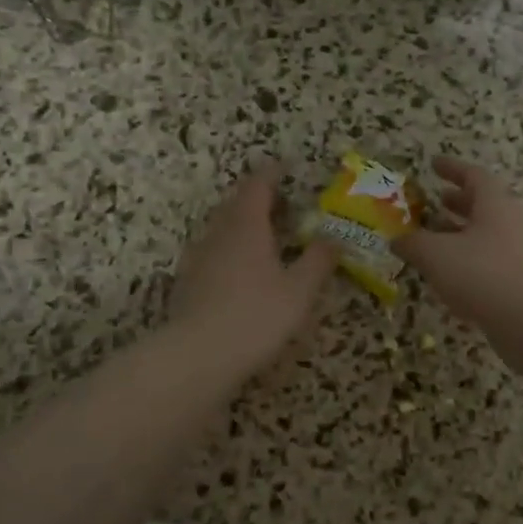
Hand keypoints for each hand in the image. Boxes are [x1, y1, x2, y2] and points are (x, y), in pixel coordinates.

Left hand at [170, 164, 340, 378]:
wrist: (198, 356)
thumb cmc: (256, 316)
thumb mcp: (299, 290)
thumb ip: (318, 260)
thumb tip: (335, 237)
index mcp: (247, 226)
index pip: (258, 186)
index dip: (273, 173)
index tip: (287, 167)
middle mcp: (218, 234)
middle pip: (236, 204)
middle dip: (258, 198)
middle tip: (282, 204)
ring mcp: (198, 258)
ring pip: (221, 229)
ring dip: (242, 224)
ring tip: (265, 236)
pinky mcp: (187, 283)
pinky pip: (212, 253)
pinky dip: (230, 250)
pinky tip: (241, 271)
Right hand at [395, 158, 522, 324]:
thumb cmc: (484, 274)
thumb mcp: (437, 255)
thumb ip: (414, 244)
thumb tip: (396, 238)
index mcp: (495, 204)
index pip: (473, 176)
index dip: (452, 168)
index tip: (434, 164)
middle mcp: (512, 223)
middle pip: (483, 205)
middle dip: (457, 203)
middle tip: (436, 201)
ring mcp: (521, 253)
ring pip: (487, 236)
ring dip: (462, 235)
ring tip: (436, 240)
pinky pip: (492, 263)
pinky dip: (470, 263)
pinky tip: (452, 278)